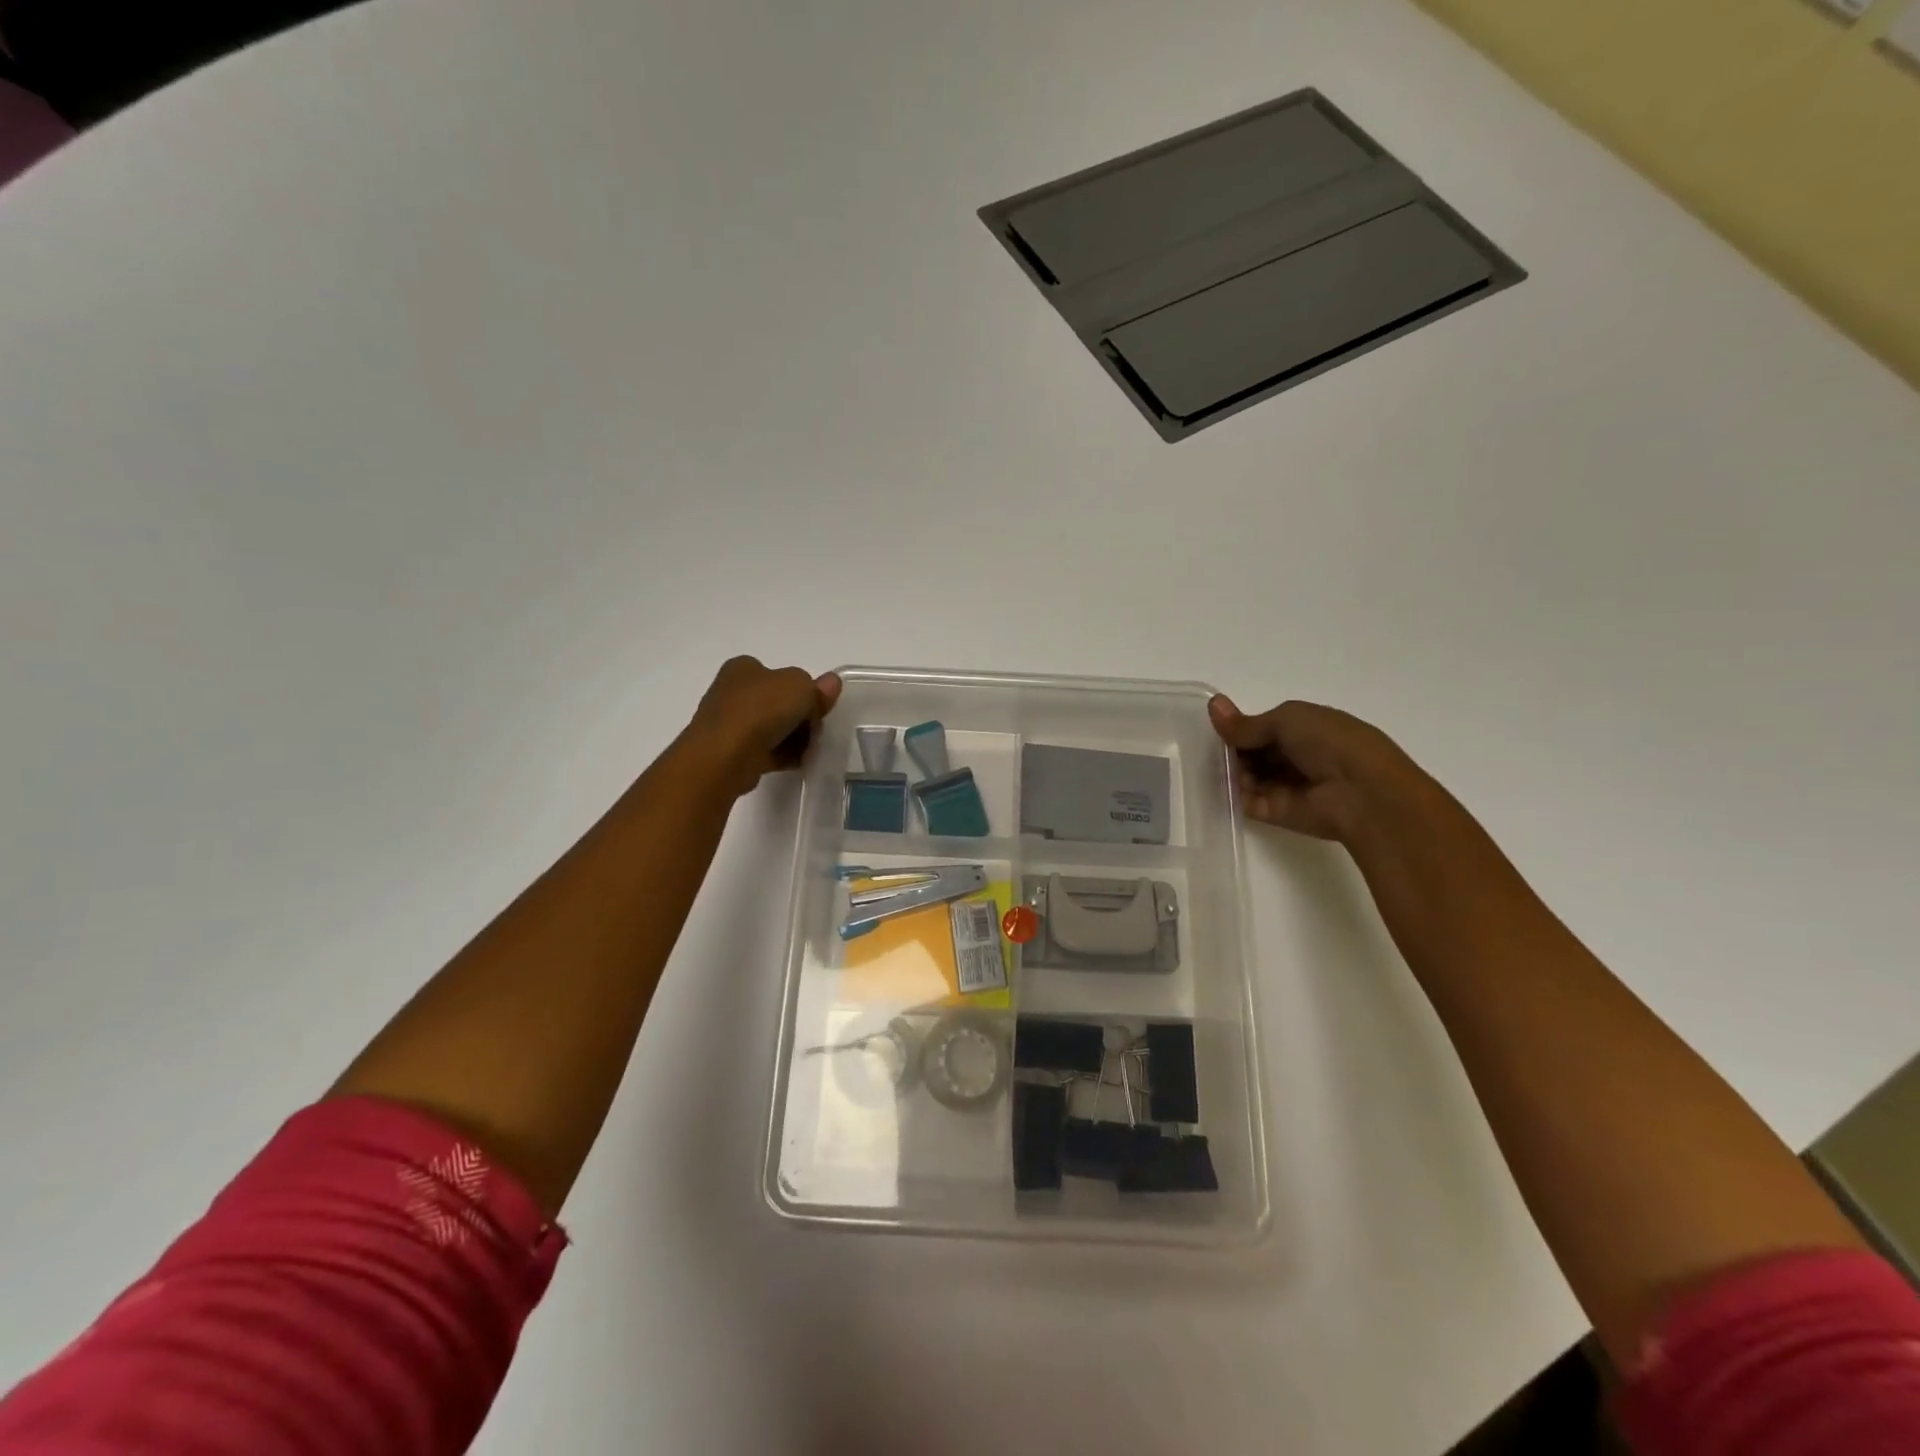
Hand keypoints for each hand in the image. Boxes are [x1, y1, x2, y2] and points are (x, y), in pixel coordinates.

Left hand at [683, 657, 842, 795]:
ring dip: (795, 739)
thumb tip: (831, 683)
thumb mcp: (800, 687)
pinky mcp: (732, 752)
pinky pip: (766, 751)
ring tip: (809, 750)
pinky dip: (783, 755)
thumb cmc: (761, 709)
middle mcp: (732, 692)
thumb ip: (817, 687)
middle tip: (816, 730)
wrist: (725, 755)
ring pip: (774, 728)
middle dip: (801, 717)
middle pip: (779, 703)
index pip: (779, 675)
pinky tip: (798, 762)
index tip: (817, 707)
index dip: (803, 690)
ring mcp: (730, 724)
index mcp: (743, 668)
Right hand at [1207, 696, 1430, 842]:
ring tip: (1214, 765)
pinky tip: (1218, 783)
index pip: (1266, 727)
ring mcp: (1287, 786)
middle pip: (1255, 753)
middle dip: (1234, 749)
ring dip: (1231, 770)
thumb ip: (1247, 723)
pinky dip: (1231, 794)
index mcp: (1308, 729)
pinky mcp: (1276, 813)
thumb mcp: (1286, 719)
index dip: (1243, 726)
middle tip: (1212, 748)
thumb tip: (1213, 705)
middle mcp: (1298, 757)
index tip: (1219, 726)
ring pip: (1248, 776)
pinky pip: (1246, 801)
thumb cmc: (1330, 743)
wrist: (1360, 793)